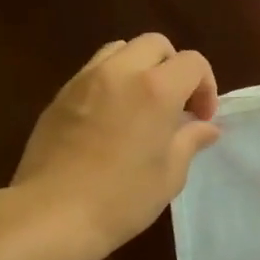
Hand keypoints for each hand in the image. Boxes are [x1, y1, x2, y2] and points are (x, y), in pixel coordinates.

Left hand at [8, 33, 221, 259]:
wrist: (52, 215)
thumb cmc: (123, 198)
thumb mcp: (170, 173)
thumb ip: (190, 140)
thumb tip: (205, 127)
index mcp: (156, 89)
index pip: (193, 62)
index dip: (206, 86)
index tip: (201, 119)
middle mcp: (120, 73)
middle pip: (156, 44)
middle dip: (174, 68)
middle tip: (176, 105)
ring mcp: (85, 80)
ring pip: (121, 50)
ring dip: (140, 68)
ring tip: (142, 105)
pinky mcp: (60, 96)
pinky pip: (94, 71)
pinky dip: (112, 82)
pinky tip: (111, 119)